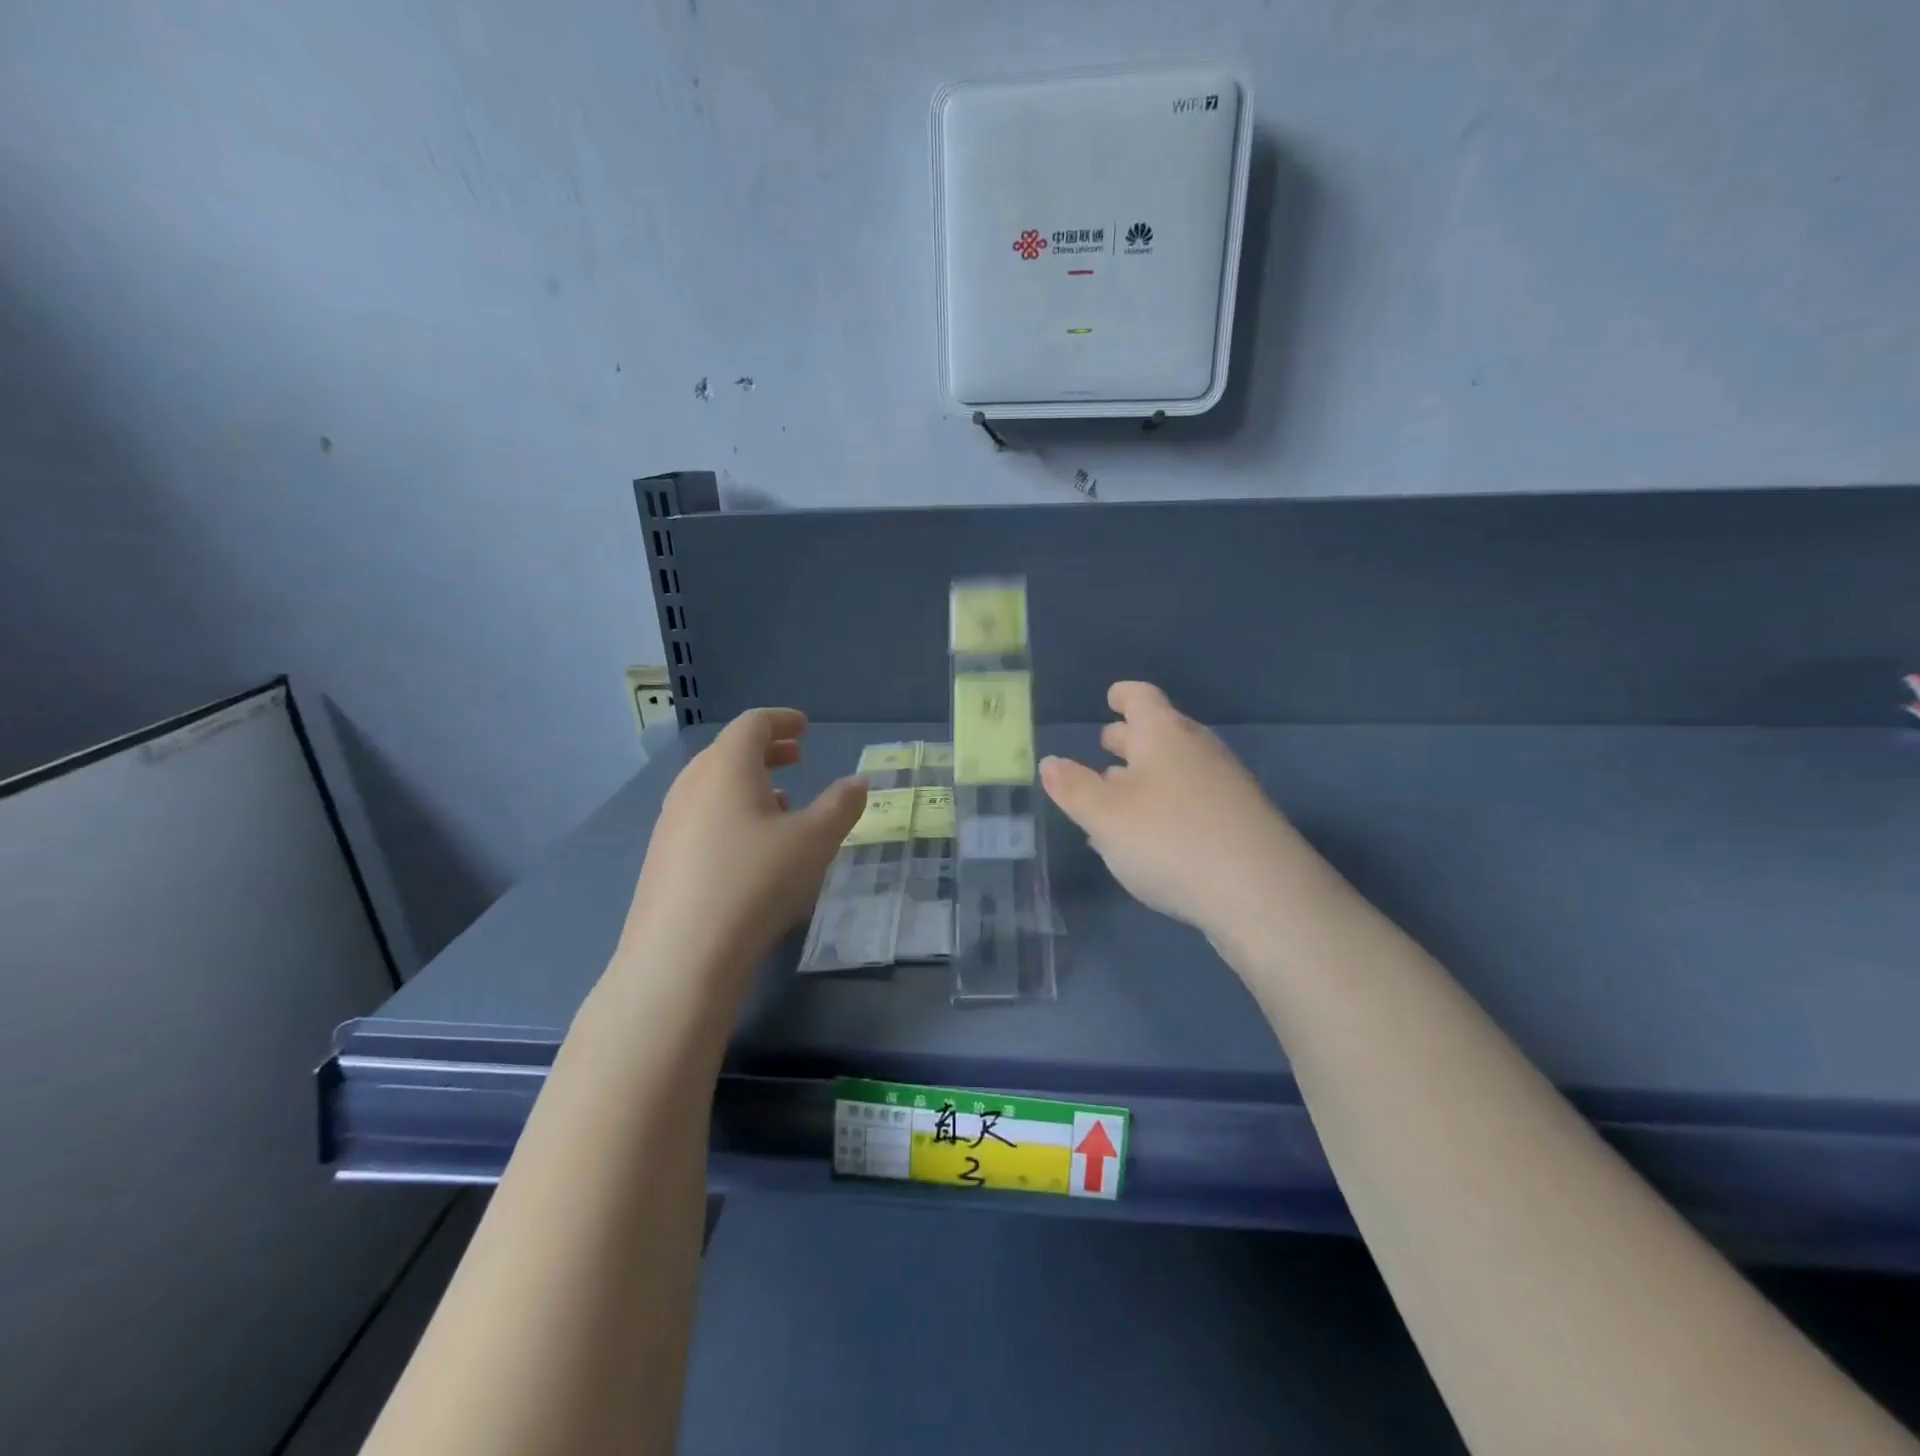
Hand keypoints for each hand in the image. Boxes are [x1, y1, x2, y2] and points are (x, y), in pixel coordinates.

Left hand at [617, 708, 865, 992]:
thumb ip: (841, 805)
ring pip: (713, 786)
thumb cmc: (756, 881)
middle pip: (728, 752)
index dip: (781, 720)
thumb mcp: (815, 841)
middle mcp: (692, 785)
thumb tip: (857, 782)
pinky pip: (702, 816)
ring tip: (781, 802)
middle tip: (796, 757)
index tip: (805, 727)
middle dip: (766, 750)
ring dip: (749, 783)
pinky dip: (731, 813)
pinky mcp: (662, 858)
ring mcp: (671, 822)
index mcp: (726, 767)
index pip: (752, 724)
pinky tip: (751, 847)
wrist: (681, 955)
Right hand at [1040, 682, 1314, 941]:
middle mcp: (1198, 751)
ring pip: (1177, 768)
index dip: (1124, 695)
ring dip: (1146, 775)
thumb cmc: (1170, 839)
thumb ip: (1073, 788)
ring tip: (1116, 794)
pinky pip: (1192, 799)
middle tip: (1106, 745)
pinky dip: (1165, 804)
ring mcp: (1225, 786)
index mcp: (1164, 735)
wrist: (1262, 893)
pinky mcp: (1239, 822)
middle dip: (1130, 738)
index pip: (1143, 698)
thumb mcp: (1104, 816)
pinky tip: (1150, 835)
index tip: (1111, 697)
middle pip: (1161, 732)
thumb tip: (1050, 762)